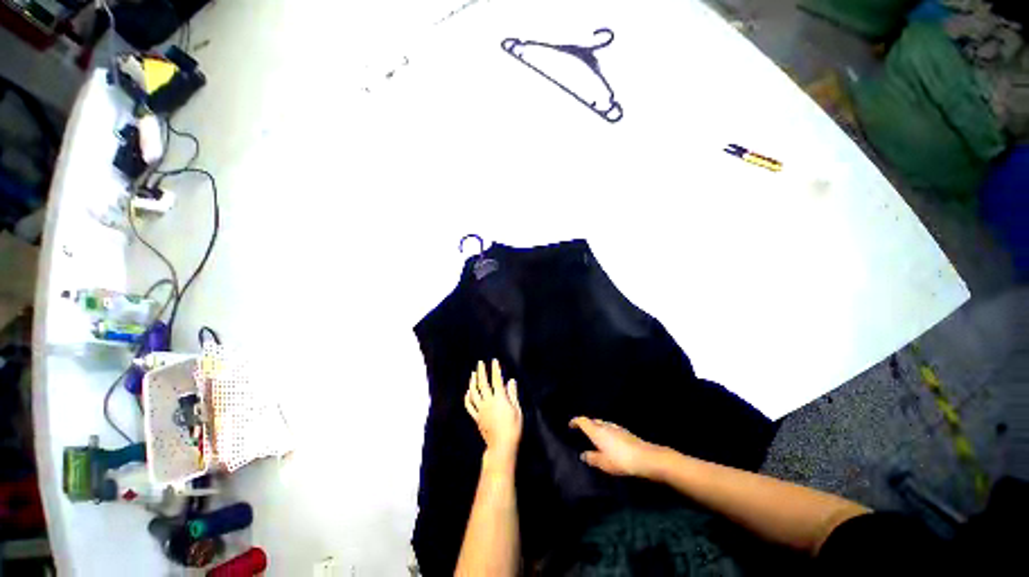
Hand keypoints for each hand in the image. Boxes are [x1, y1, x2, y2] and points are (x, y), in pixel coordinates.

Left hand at [465, 360, 522, 467]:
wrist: (501, 446)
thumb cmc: (513, 428)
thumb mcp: (517, 410)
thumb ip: (513, 394)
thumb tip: (511, 380)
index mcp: (500, 398)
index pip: (496, 380)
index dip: (495, 369)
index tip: (494, 361)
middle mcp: (488, 401)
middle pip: (483, 383)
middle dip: (481, 372)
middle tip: (480, 363)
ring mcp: (481, 409)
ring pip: (474, 392)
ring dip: (473, 382)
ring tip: (473, 374)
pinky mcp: (476, 417)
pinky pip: (469, 406)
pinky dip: (467, 397)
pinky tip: (468, 392)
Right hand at [569, 417, 660, 477]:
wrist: (646, 457)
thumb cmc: (621, 460)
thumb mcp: (603, 463)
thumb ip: (592, 458)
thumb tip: (583, 454)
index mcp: (597, 431)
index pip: (583, 421)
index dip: (575, 422)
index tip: (570, 425)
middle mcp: (605, 426)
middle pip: (593, 420)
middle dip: (587, 424)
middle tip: (582, 432)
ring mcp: (616, 427)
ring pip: (603, 424)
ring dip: (597, 427)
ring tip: (595, 437)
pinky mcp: (625, 432)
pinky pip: (611, 428)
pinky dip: (606, 431)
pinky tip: (609, 441)